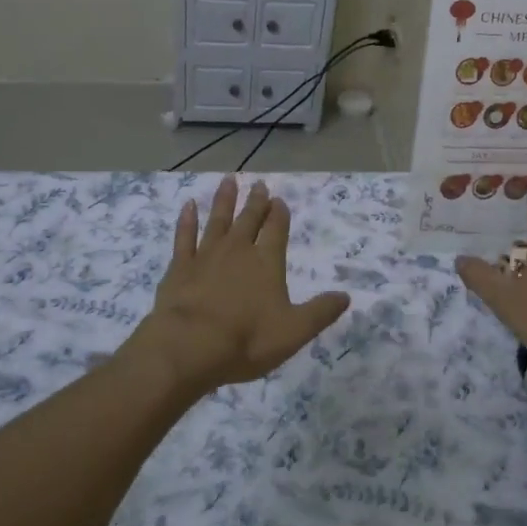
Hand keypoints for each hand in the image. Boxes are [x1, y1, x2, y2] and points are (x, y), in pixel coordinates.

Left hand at [135, 177, 350, 394]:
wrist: (190, 345)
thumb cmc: (246, 339)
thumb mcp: (294, 331)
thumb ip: (320, 312)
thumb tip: (346, 296)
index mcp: (267, 262)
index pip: (276, 230)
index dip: (279, 214)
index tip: (279, 200)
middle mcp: (238, 250)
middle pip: (249, 219)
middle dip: (256, 202)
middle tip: (259, 185)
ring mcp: (206, 255)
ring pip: (218, 220)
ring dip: (224, 200)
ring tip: (229, 180)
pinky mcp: (180, 266)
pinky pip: (185, 236)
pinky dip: (187, 220)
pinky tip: (188, 205)